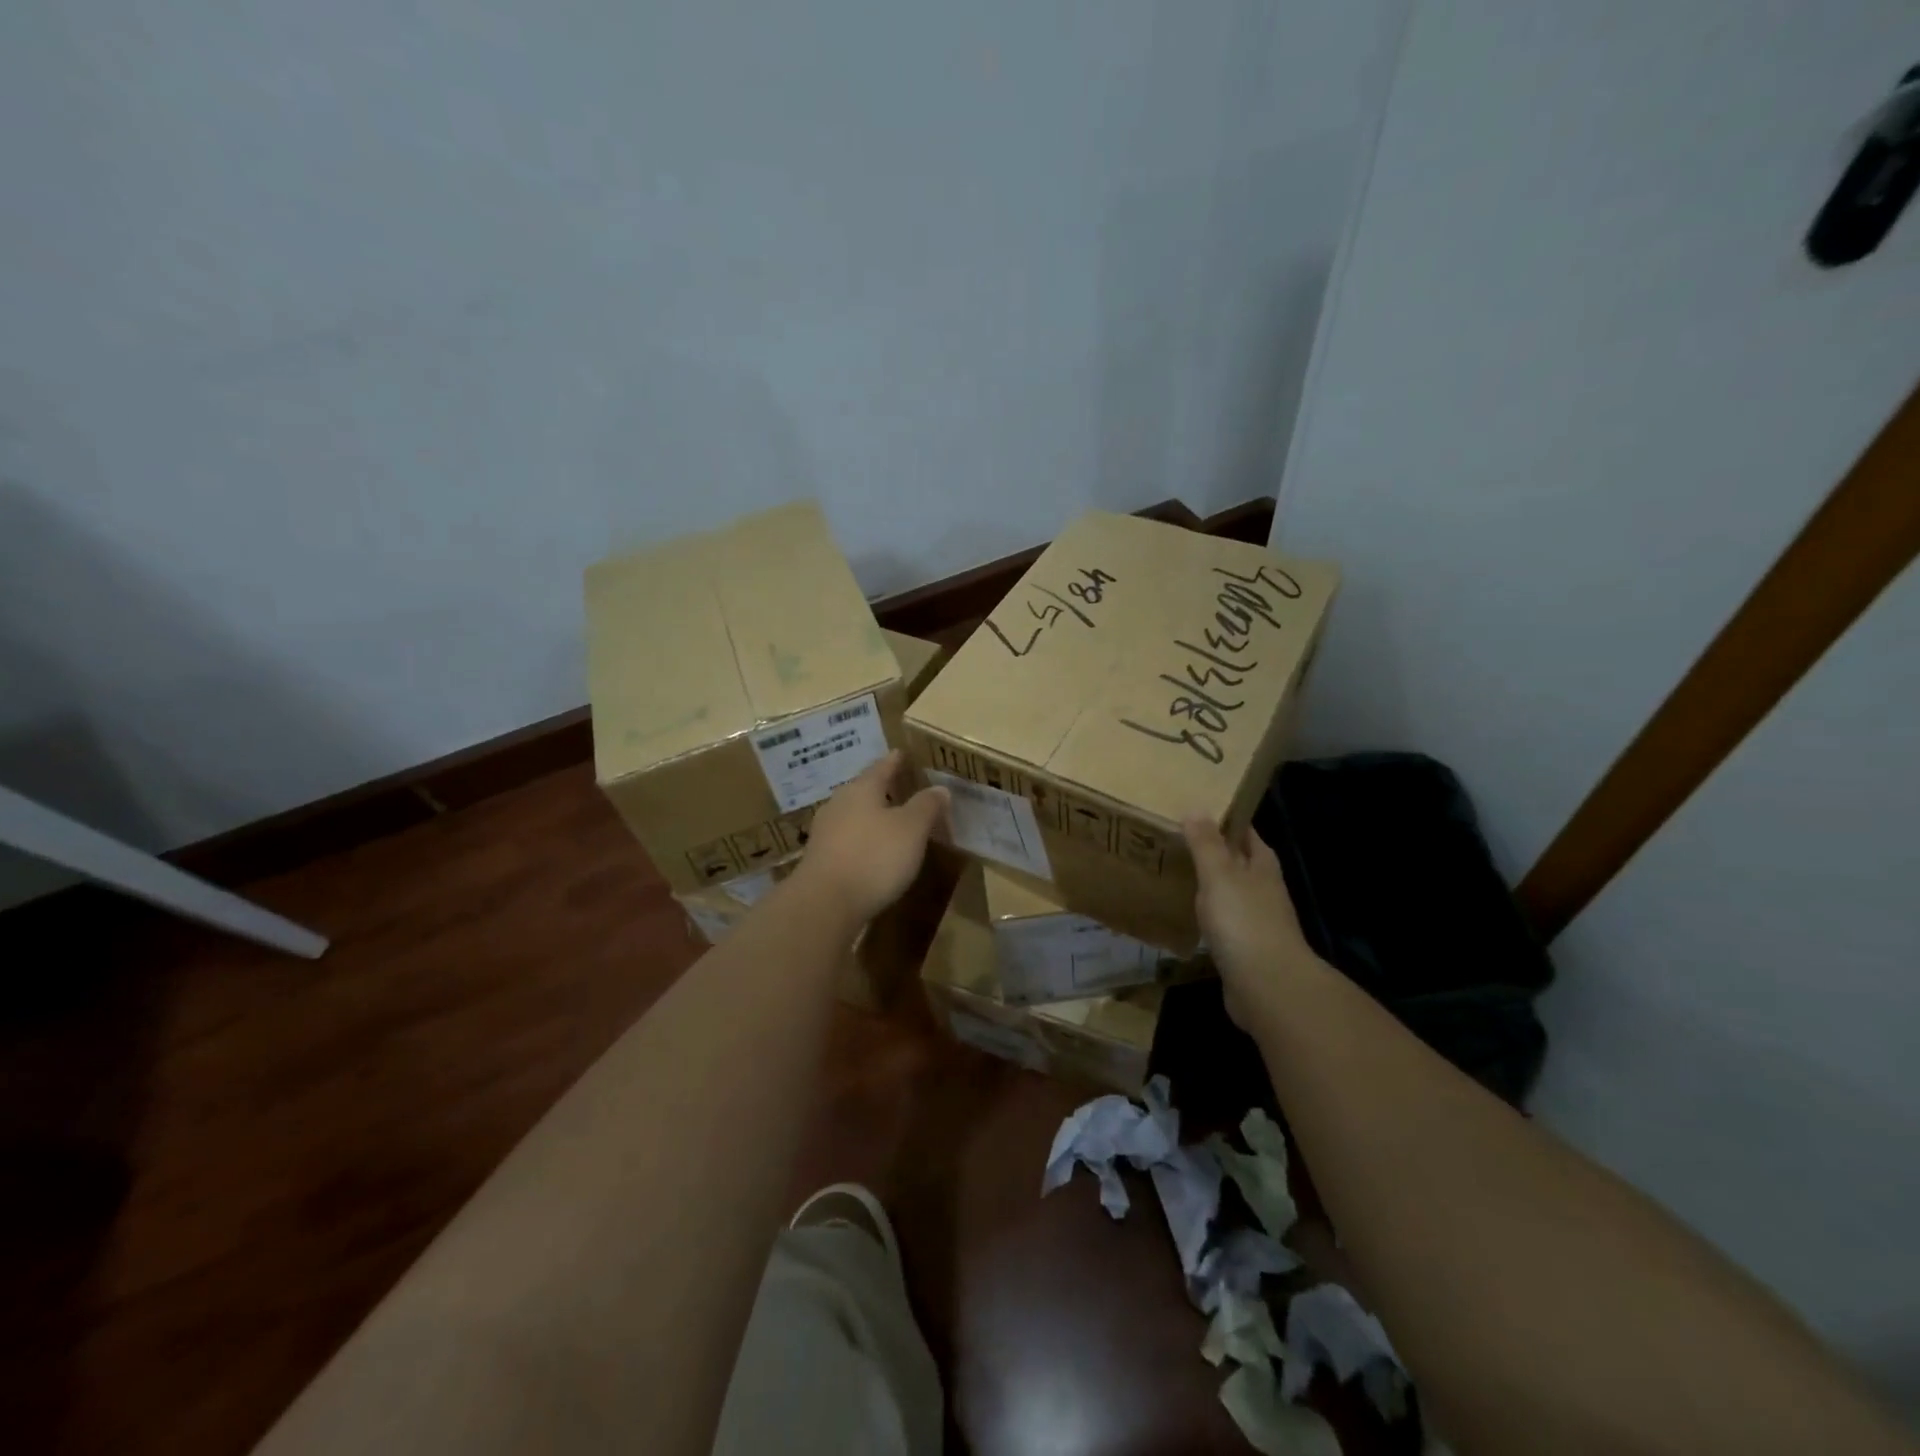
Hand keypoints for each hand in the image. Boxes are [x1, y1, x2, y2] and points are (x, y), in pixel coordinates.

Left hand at [792, 752, 949, 922]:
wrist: (825, 903)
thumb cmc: (874, 857)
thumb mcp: (912, 829)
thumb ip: (926, 806)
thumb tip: (940, 788)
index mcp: (861, 789)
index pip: (881, 767)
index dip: (895, 761)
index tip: (901, 753)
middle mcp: (839, 804)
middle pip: (863, 790)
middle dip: (881, 788)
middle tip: (899, 786)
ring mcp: (825, 832)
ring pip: (853, 815)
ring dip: (870, 816)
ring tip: (889, 820)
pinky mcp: (820, 859)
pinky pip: (846, 840)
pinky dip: (861, 840)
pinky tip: (872, 851)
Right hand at [1184, 818, 1320, 1029]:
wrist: (1267, 986)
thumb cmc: (1243, 921)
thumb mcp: (1219, 874)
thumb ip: (1207, 843)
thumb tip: (1196, 808)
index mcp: (1262, 865)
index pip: (1245, 832)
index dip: (1224, 821)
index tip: (1194, 811)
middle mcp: (1263, 889)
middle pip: (1238, 862)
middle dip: (1213, 852)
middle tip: (1176, 841)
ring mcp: (1257, 920)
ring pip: (1230, 893)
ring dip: (1209, 885)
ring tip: (1175, 874)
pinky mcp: (1245, 949)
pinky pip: (1223, 923)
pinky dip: (1207, 916)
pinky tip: (1186, 916)